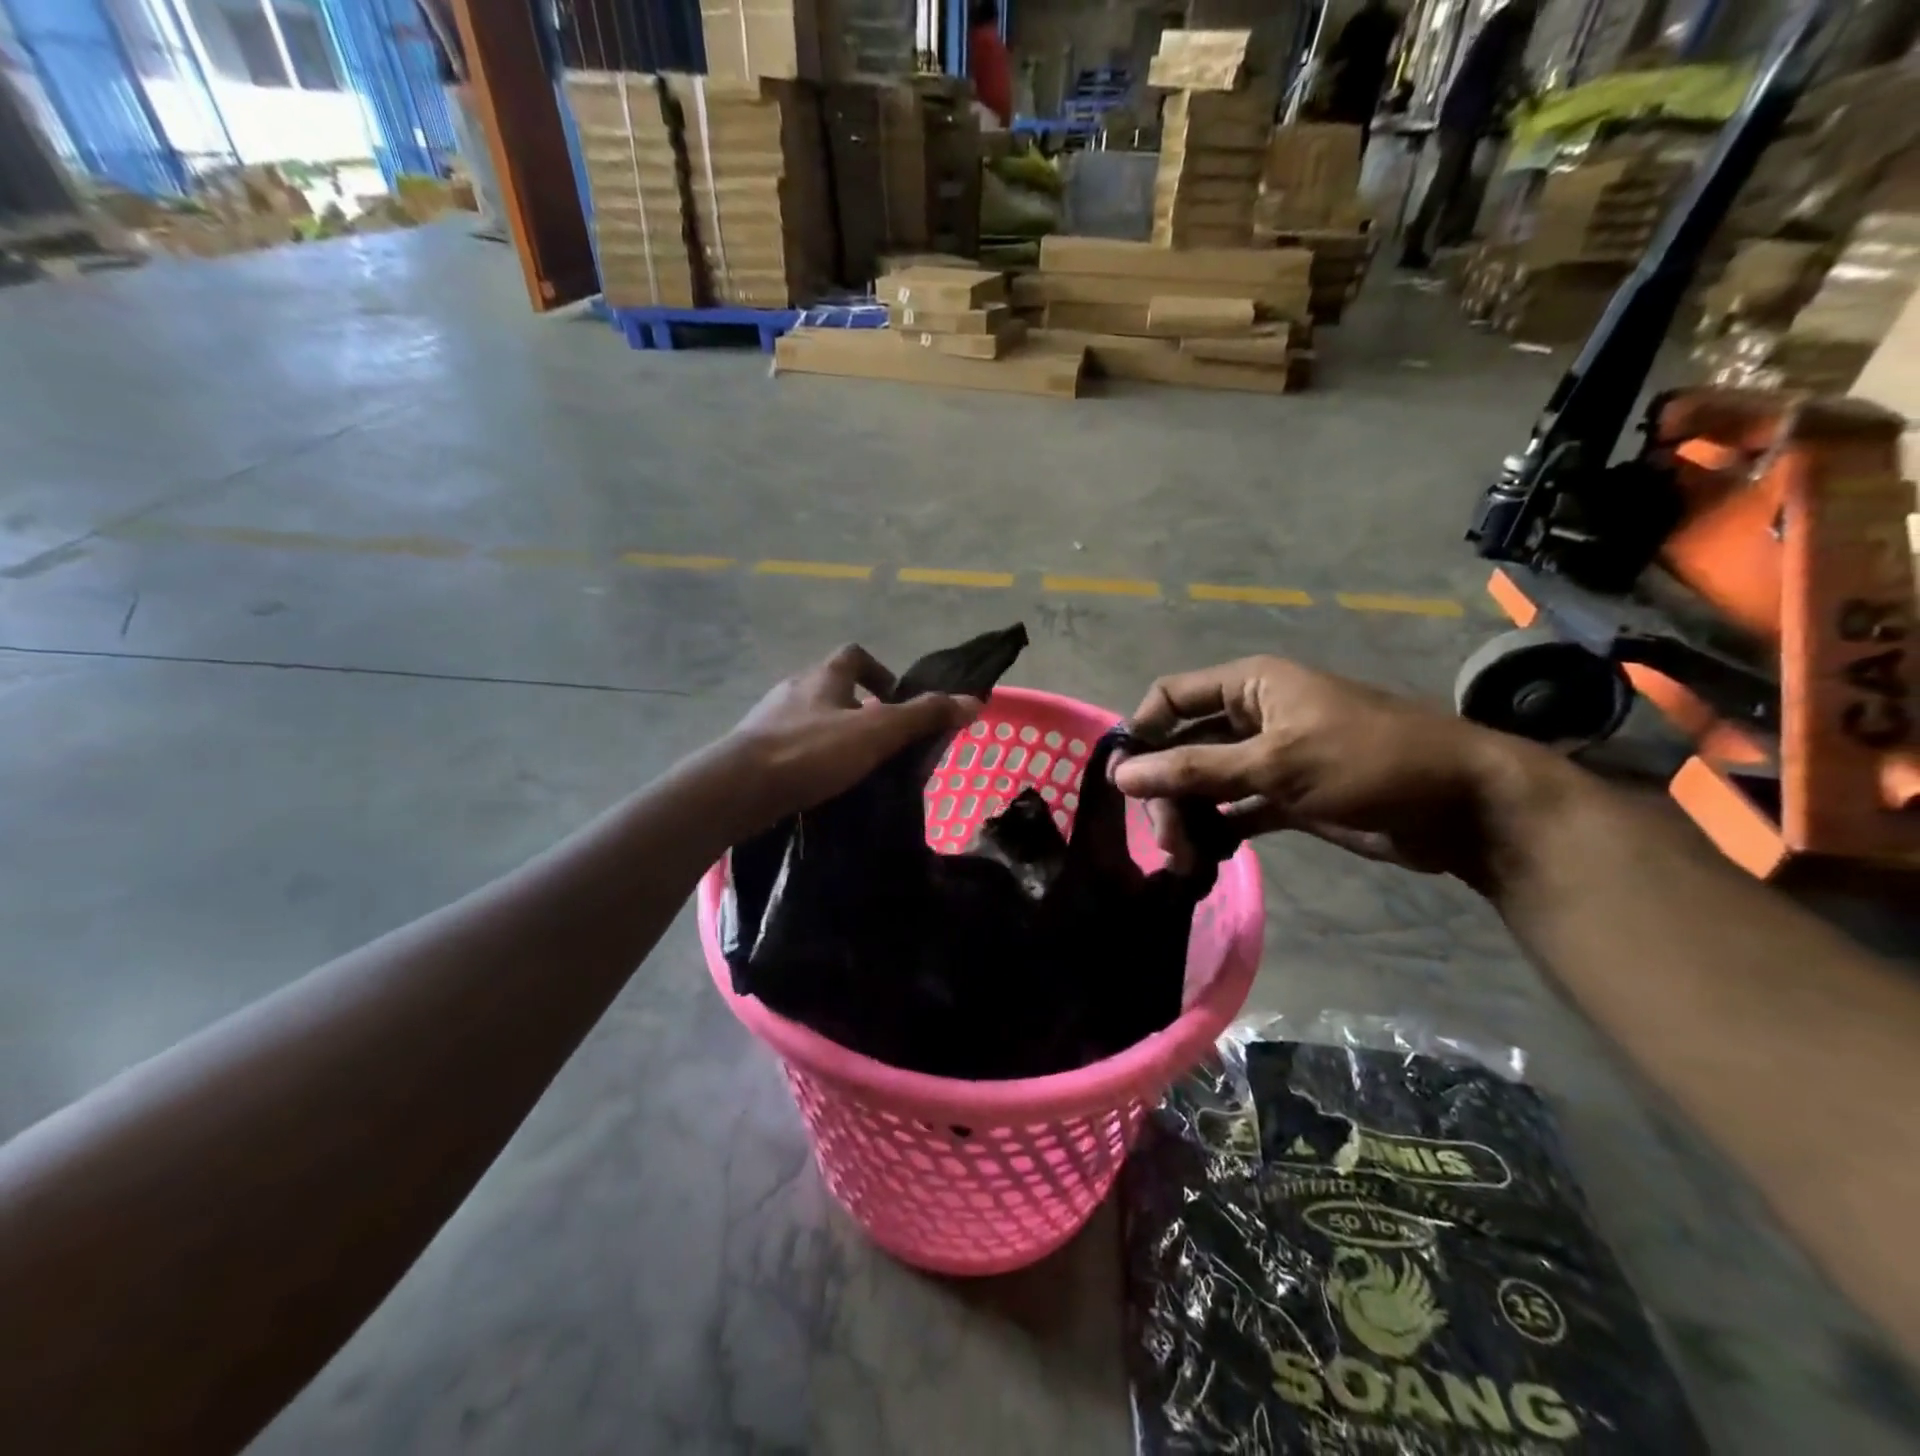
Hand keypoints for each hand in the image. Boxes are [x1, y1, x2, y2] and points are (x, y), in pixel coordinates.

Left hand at [721, 645, 981, 827]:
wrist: (738, 787)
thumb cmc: (811, 751)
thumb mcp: (877, 732)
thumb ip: (923, 716)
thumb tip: (974, 701)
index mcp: (823, 677)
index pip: (854, 655)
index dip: (878, 672)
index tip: (894, 700)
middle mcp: (793, 689)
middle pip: (832, 688)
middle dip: (858, 709)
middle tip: (880, 741)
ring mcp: (768, 720)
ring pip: (810, 718)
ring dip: (833, 735)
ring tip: (853, 768)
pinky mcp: (753, 750)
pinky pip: (790, 746)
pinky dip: (809, 758)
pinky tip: (819, 785)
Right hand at [1112, 657, 1570, 883]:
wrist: (1463, 805)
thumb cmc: (1368, 762)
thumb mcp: (1276, 763)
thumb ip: (1195, 769)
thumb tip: (1121, 774)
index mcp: (1249, 687)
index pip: (1172, 697)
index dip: (1142, 732)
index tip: (1124, 779)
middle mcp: (1253, 717)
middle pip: (1183, 747)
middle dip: (1167, 790)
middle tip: (1166, 840)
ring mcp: (1269, 759)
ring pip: (1205, 783)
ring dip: (1189, 817)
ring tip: (1185, 859)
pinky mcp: (1286, 797)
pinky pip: (1233, 810)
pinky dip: (1218, 831)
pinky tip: (1206, 859)